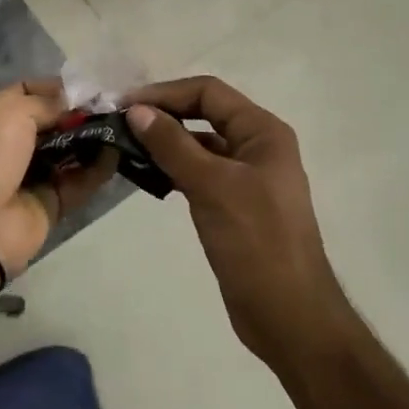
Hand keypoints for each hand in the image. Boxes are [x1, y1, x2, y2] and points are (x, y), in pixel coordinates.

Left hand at [0, 79, 116, 276]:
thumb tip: (75, 104)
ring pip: (69, 152)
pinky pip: (78, 182)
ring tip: (122, 126)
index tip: (90, 87)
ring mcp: (31, 176)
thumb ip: (48, 103)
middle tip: (115, 106)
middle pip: (53, 123)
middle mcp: (12, 144)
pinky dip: (97, 170)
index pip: (29, 93)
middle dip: (81, 114)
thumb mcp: (12, 111)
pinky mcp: (49, 204)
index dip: (58, 89)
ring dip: (93, 140)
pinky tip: (117, 154)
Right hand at [128, 76, 346, 369]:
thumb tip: (136, 110)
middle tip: (119, 125)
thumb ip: (173, 145)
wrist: (288, 315)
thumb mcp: (212, 186)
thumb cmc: (256, 242)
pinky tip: (148, 178)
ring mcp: (247, 178)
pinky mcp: (235, 205)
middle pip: (204, 115)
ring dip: (166, 144)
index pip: (209, 92)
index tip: (124, 105)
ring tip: (125, 150)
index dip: (165, 94)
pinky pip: (200, 174)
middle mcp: (257, 147)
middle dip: (163, 116)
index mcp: (262, 132)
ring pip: (200, 146)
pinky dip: (174, 170)